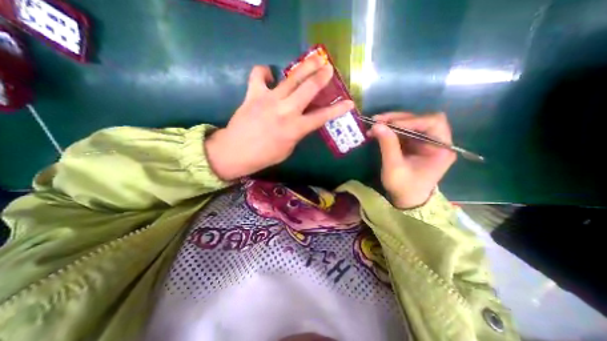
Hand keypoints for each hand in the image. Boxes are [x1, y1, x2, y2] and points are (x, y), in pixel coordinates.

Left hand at [206, 54, 353, 180]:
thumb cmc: (265, 156)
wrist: (236, 152)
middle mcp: (285, 111)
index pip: (322, 117)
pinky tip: (269, 75)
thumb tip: (301, 120)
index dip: (338, 109)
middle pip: (308, 89)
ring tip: (313, 59)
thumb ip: (297, 132)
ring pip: (290, 78)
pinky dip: (264, 71)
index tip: (349, 103)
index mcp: (295, 128)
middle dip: (321, 77)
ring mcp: (269, 100)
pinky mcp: (253, 94)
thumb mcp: (288, 149)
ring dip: (304, 67)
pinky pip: (258, 75)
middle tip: (329, 67)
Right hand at [368, 112, 456, 207]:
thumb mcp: (394, 167)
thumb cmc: (404, 187)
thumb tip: (376, 125)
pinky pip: (403, 131)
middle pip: (420, 120)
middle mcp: (436, 141)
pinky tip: (378, 131)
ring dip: (392, 122)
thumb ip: (388, 145)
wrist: (406, 200)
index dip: (411, 120)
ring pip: (410, 123)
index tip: (390, 125)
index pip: (433, 122)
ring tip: (374, 124)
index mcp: (441, 148)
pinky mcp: (414, 144)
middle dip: (398, 119)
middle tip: (377, 120)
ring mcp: (424, 142)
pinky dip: (390, 129)